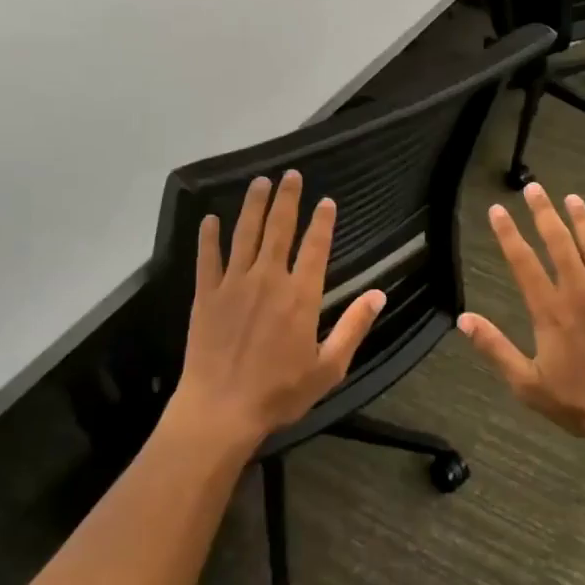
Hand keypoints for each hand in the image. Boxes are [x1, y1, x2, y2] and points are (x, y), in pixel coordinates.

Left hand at [169, 170, 385, 447]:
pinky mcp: (206, 295)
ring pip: (245, 234)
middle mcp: (268, 279)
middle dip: (287, 199)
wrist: (220, 410)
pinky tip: (209, 218)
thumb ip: (354, 327)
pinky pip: (207, 258)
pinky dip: (209, 236)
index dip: (322, 222)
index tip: (326, 201)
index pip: (315, 247)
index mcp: (301, 296)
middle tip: (291, 174)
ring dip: (253, 205)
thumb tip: (378, 294)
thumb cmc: (279, 392)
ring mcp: (234, 284)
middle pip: (279, 229)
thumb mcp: (329, 367)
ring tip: (259, 182)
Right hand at [457, 184, 584, 460]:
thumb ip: (495, 348)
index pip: (523, 262)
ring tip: (573, 198)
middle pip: (559, 243)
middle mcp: (580, 292)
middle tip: (534, 188)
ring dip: (583, 220)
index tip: (498, 210)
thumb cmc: (579, 402)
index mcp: (550, 310)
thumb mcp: (527, 383)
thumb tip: (463, 319)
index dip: (508, 234)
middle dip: (544, 213)